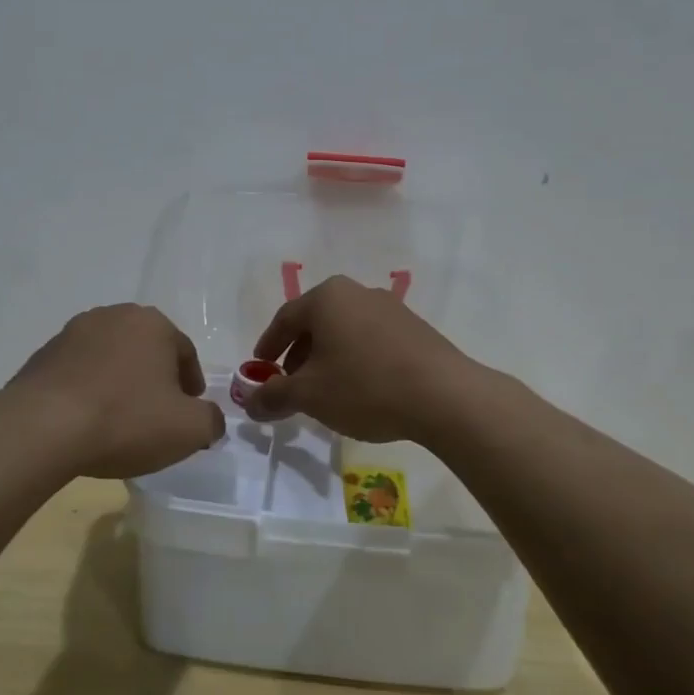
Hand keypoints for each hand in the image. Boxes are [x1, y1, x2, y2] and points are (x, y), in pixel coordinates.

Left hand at [10, 304, 224, 479]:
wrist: (42, 428)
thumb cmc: (126, 419)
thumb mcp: (189, 429)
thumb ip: (211, 421)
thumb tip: (210, 420)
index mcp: (153, 323)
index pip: (185, 352)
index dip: (192, 385)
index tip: (189, 413)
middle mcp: (114, 316)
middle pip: (147, 351)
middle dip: (155, 379)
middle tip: (157, 415)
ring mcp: (72, 333)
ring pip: (111, 359)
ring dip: (120, 383)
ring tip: (119, 420)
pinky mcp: (42, 355)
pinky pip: (78, 373)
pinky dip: (88, 391)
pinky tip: (86, 421)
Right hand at [244, 275, 477, 442]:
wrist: (443, 395)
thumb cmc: (365, 386)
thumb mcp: (310, 395)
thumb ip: (273, 396)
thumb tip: (250, 402)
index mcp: (327, 297)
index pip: (284, 318)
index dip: (268, 346)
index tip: (259, 370)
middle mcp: (357, 292)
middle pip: (316, 322)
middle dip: (298, 354)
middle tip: (290, 384)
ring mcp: (390, 308)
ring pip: (344, 331)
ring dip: (328, 358)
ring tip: (325, 391)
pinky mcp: (414, 328)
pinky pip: (371, 339)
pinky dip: (355, 359)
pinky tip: (360, 388)